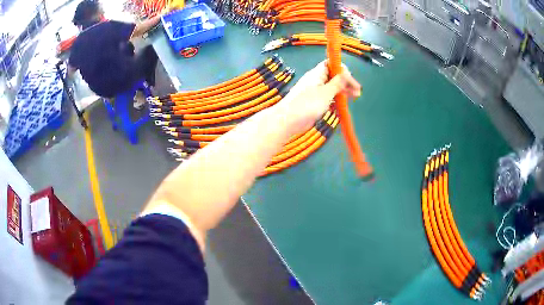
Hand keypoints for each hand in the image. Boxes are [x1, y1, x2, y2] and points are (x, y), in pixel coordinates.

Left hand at [275, 60, 360, 133]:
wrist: (288, 120)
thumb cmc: (308, 104)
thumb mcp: (326, 92)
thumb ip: (337, 83)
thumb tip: (345, 73)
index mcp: (318, 73)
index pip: (332, 65)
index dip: (343, 70)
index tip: (352, 81)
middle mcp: (316, 80)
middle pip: (334, 77)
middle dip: (346, 83)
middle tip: (358, 93)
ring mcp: (315, 91)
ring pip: (332, 88)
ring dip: (343, 92)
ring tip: (353, 99)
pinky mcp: (314, 102)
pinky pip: (327, 98)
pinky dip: (335, 100)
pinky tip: (342, 107)